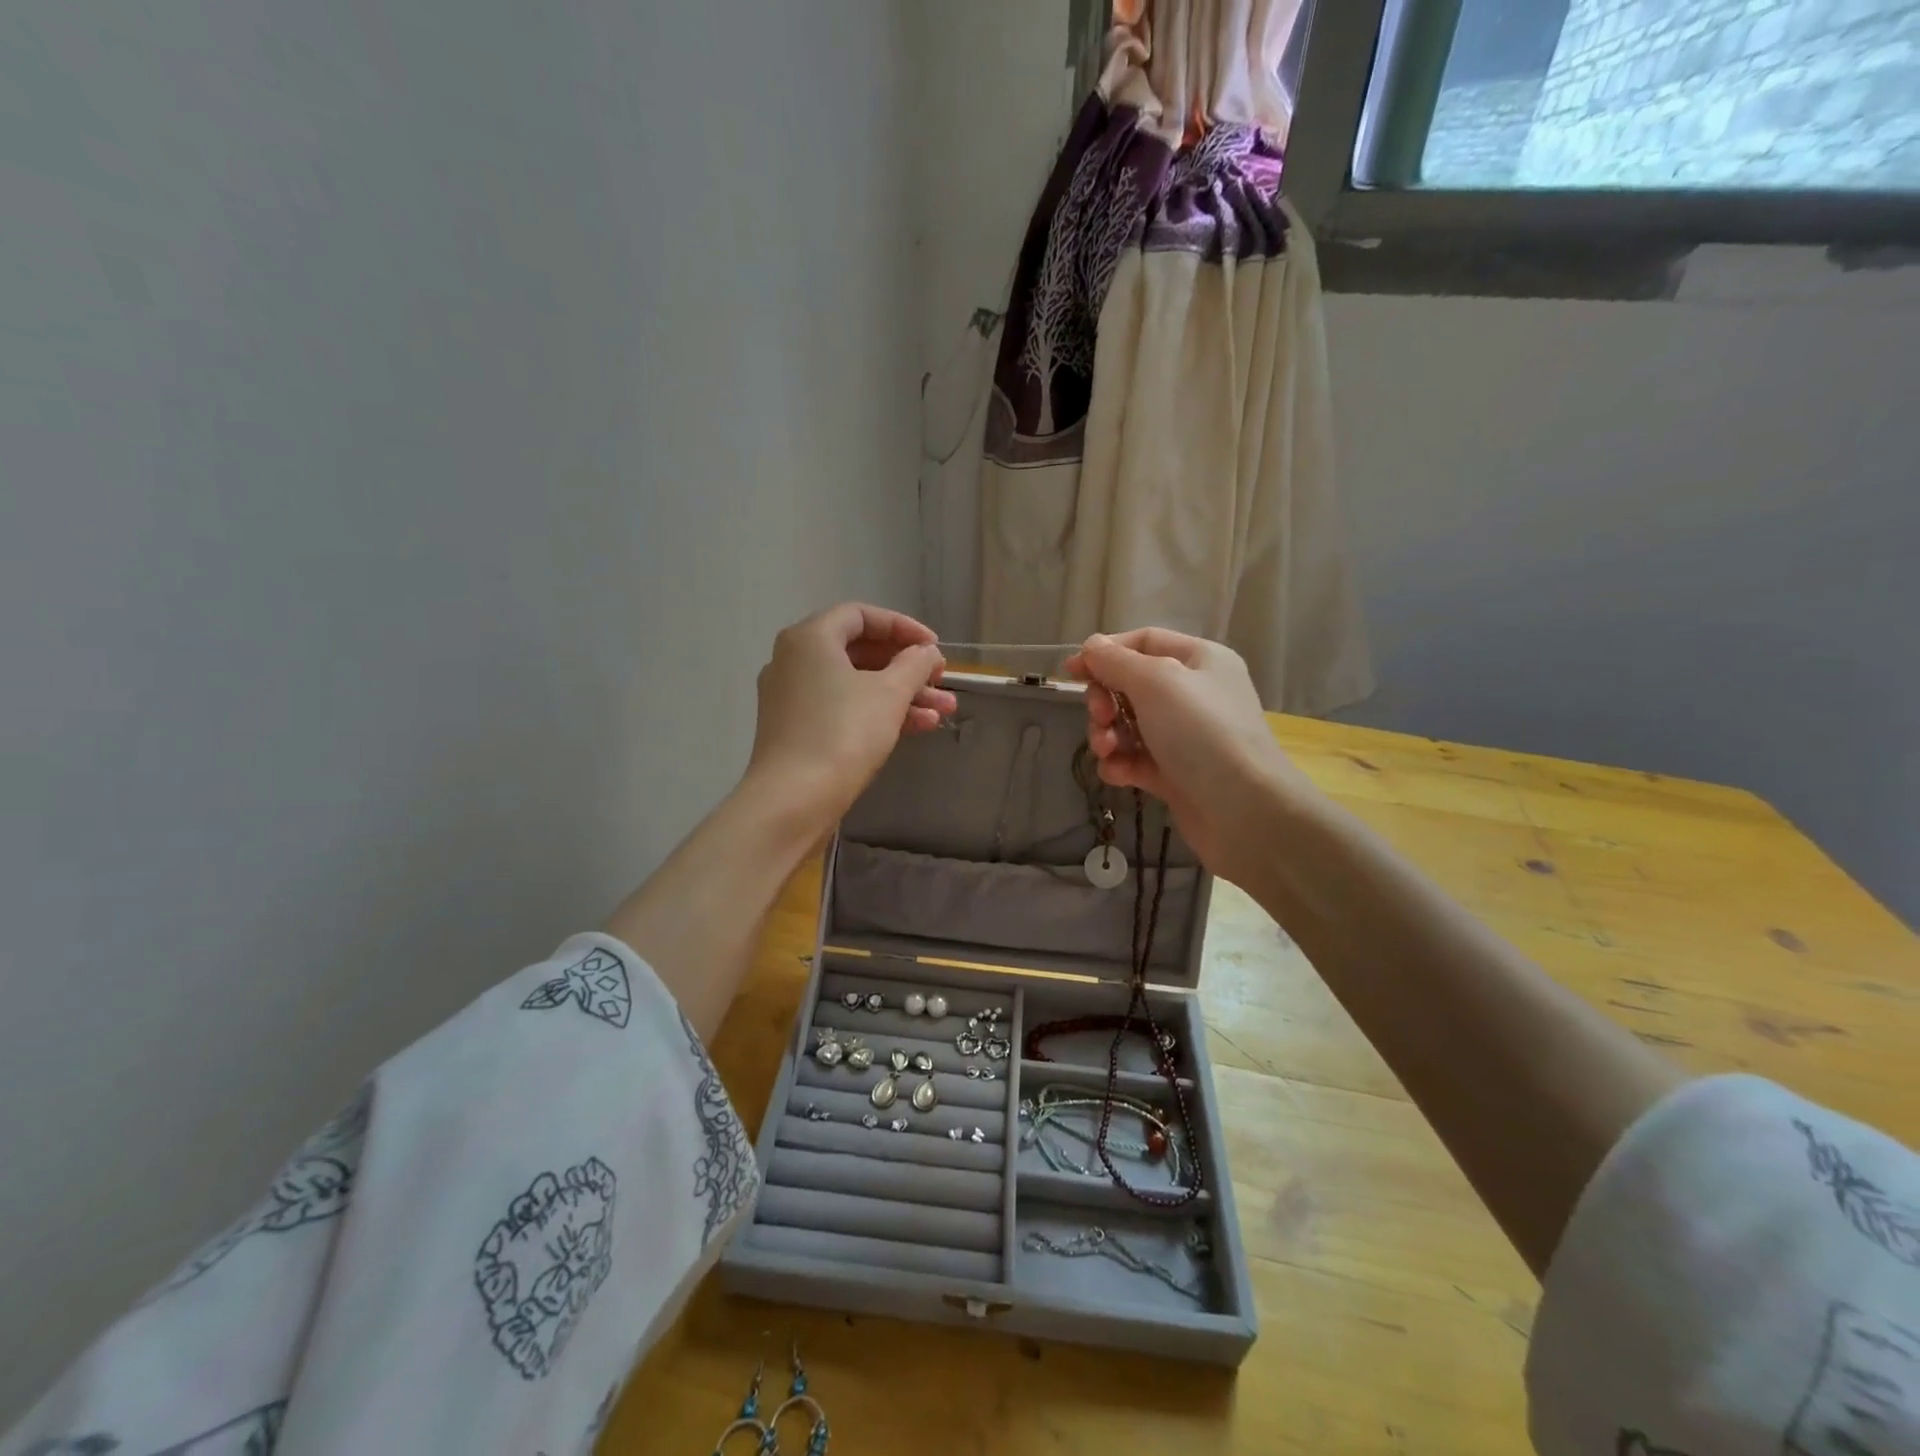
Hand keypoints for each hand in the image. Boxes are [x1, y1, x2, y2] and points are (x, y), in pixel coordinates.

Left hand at [744, 603, 954, 827]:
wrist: (794, 800)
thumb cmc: (843, 734)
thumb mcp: (889, 693)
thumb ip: (914, 664)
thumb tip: (926, 652)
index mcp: (810, 638)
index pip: (861, 616)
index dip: (903, 627)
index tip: (934, 647)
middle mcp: (794, 660)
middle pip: (860, 651)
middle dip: (907, 667)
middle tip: (941, 680)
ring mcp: (792, 697)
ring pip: (855, 684)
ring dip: (901, 694)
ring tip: (943, 711)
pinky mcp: (797, 729)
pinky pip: (843, 708)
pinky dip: (877, 712)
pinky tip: (918, 727)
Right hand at [1064, 628, 1313, 884]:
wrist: (1243, 811)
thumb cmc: (1202, 732)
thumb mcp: (1156, 682)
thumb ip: (1116, 661)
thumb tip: (1091, 646)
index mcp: (1199, 660)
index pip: (1143, 642)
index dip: (1105, 652)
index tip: (1071, 671)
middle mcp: (1193, 693)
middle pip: (1130, 685)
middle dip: (1105, 700)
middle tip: (1099, 717)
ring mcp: (1184, 736)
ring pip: (1128, 725)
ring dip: (1107, 735)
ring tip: (1107, 750)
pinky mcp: (1174, 774)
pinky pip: (1135, 759)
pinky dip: (1120, 764)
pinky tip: (1118, 774)